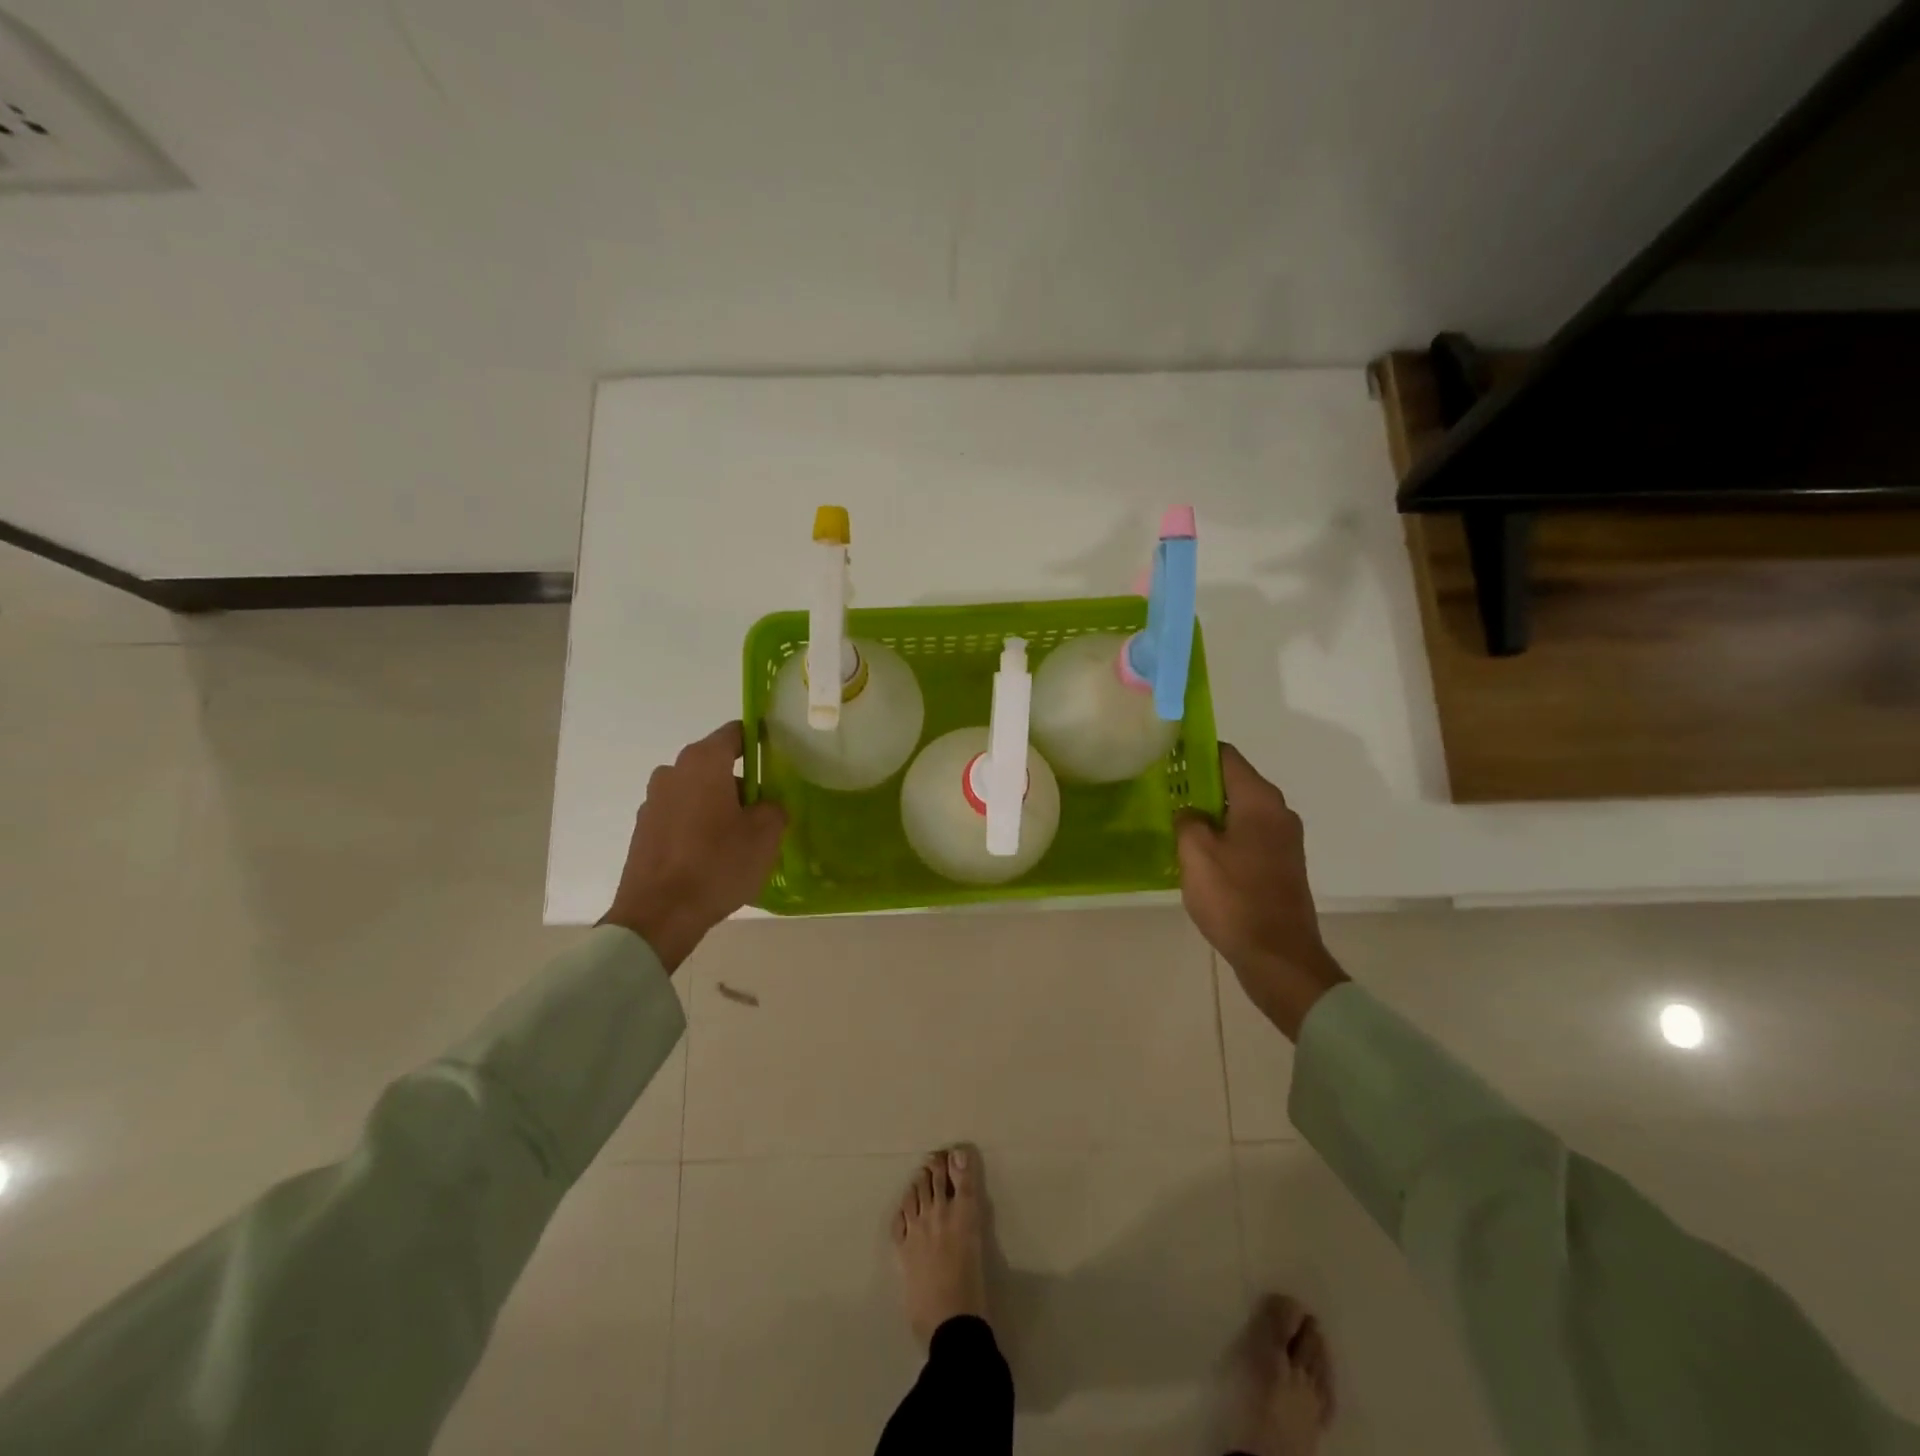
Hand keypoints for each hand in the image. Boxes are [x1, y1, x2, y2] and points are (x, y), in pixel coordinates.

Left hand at [601, 722, 786, 971]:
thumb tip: (767, 805)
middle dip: (740, 780)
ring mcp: (653, 801)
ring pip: (697, 791)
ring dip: (718, 805)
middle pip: (715, 764)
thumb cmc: (717, 864)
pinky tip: (713, 855)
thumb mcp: (765, 835)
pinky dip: (698, 826)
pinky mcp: (643, 830)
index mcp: (703, 762)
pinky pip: (680, 816)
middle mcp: (673, 772)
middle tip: (765, 808)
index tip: (778, 759)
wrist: (659, 915)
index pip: (736, 733)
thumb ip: (774, 808)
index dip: (760, 741)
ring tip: (739, 837)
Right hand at [1176, 744, 1348, 1040]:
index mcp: (1260, 801)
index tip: (1166, 753)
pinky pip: (1247, 835)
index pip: (1226, 756)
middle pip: (1234, 782)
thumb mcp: (1195, 853)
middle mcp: (1278, 812)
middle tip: (1163, 789)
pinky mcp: (1281, 865)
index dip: (1195, 750)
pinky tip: (1198, 852)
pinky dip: (1224, 835)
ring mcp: (1284, 840)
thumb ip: (1187, 819)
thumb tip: (1190, 812)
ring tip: (1175, 820)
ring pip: (1240, 811)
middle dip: (1198, 783)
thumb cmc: (1234, 898)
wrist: (1278, 956)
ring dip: (1210, 812)